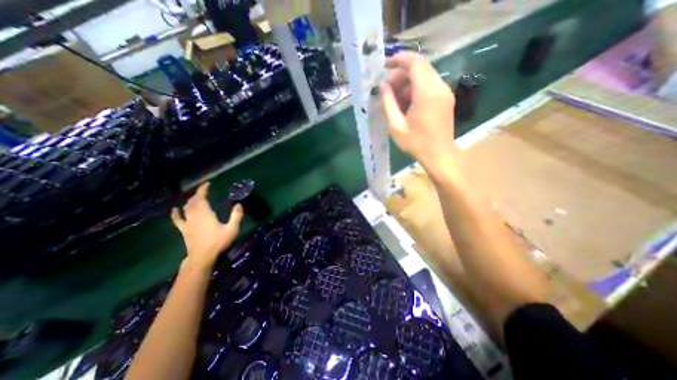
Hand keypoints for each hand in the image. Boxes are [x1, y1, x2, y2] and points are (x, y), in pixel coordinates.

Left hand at [171, 182, 244, 271]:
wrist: (202, 257)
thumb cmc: (218, 242)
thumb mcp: (232, 229)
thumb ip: (236, 216)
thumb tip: (238, 204)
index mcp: (205, 214)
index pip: (201, 198)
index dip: (203, 190)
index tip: (207, 184)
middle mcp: (194, 215)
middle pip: (193, 201)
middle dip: (197, 194)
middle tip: (204, 190)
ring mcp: (187, 223)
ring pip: (186, 208)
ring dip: (190, 201)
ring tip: (195, 197)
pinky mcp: (184, 229)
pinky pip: (177, 219)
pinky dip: (176, 213)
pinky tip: (176, 209)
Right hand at [381, 51, 460, 169]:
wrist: (439, 155)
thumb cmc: (416, 143)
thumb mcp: (396, 126)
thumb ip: (388, 103)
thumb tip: (383, 86)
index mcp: (426, 93)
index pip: (415, 63)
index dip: (399, 59)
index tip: (385, 65)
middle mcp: (439, 87)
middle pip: (420, 67)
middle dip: (401, 74)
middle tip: (387, 89)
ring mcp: (445, 92)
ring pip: (425, 76)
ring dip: (408, 82)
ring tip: (395, 99)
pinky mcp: (446, 98)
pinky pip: (430, 85)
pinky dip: (416, 89)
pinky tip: (407, 103)